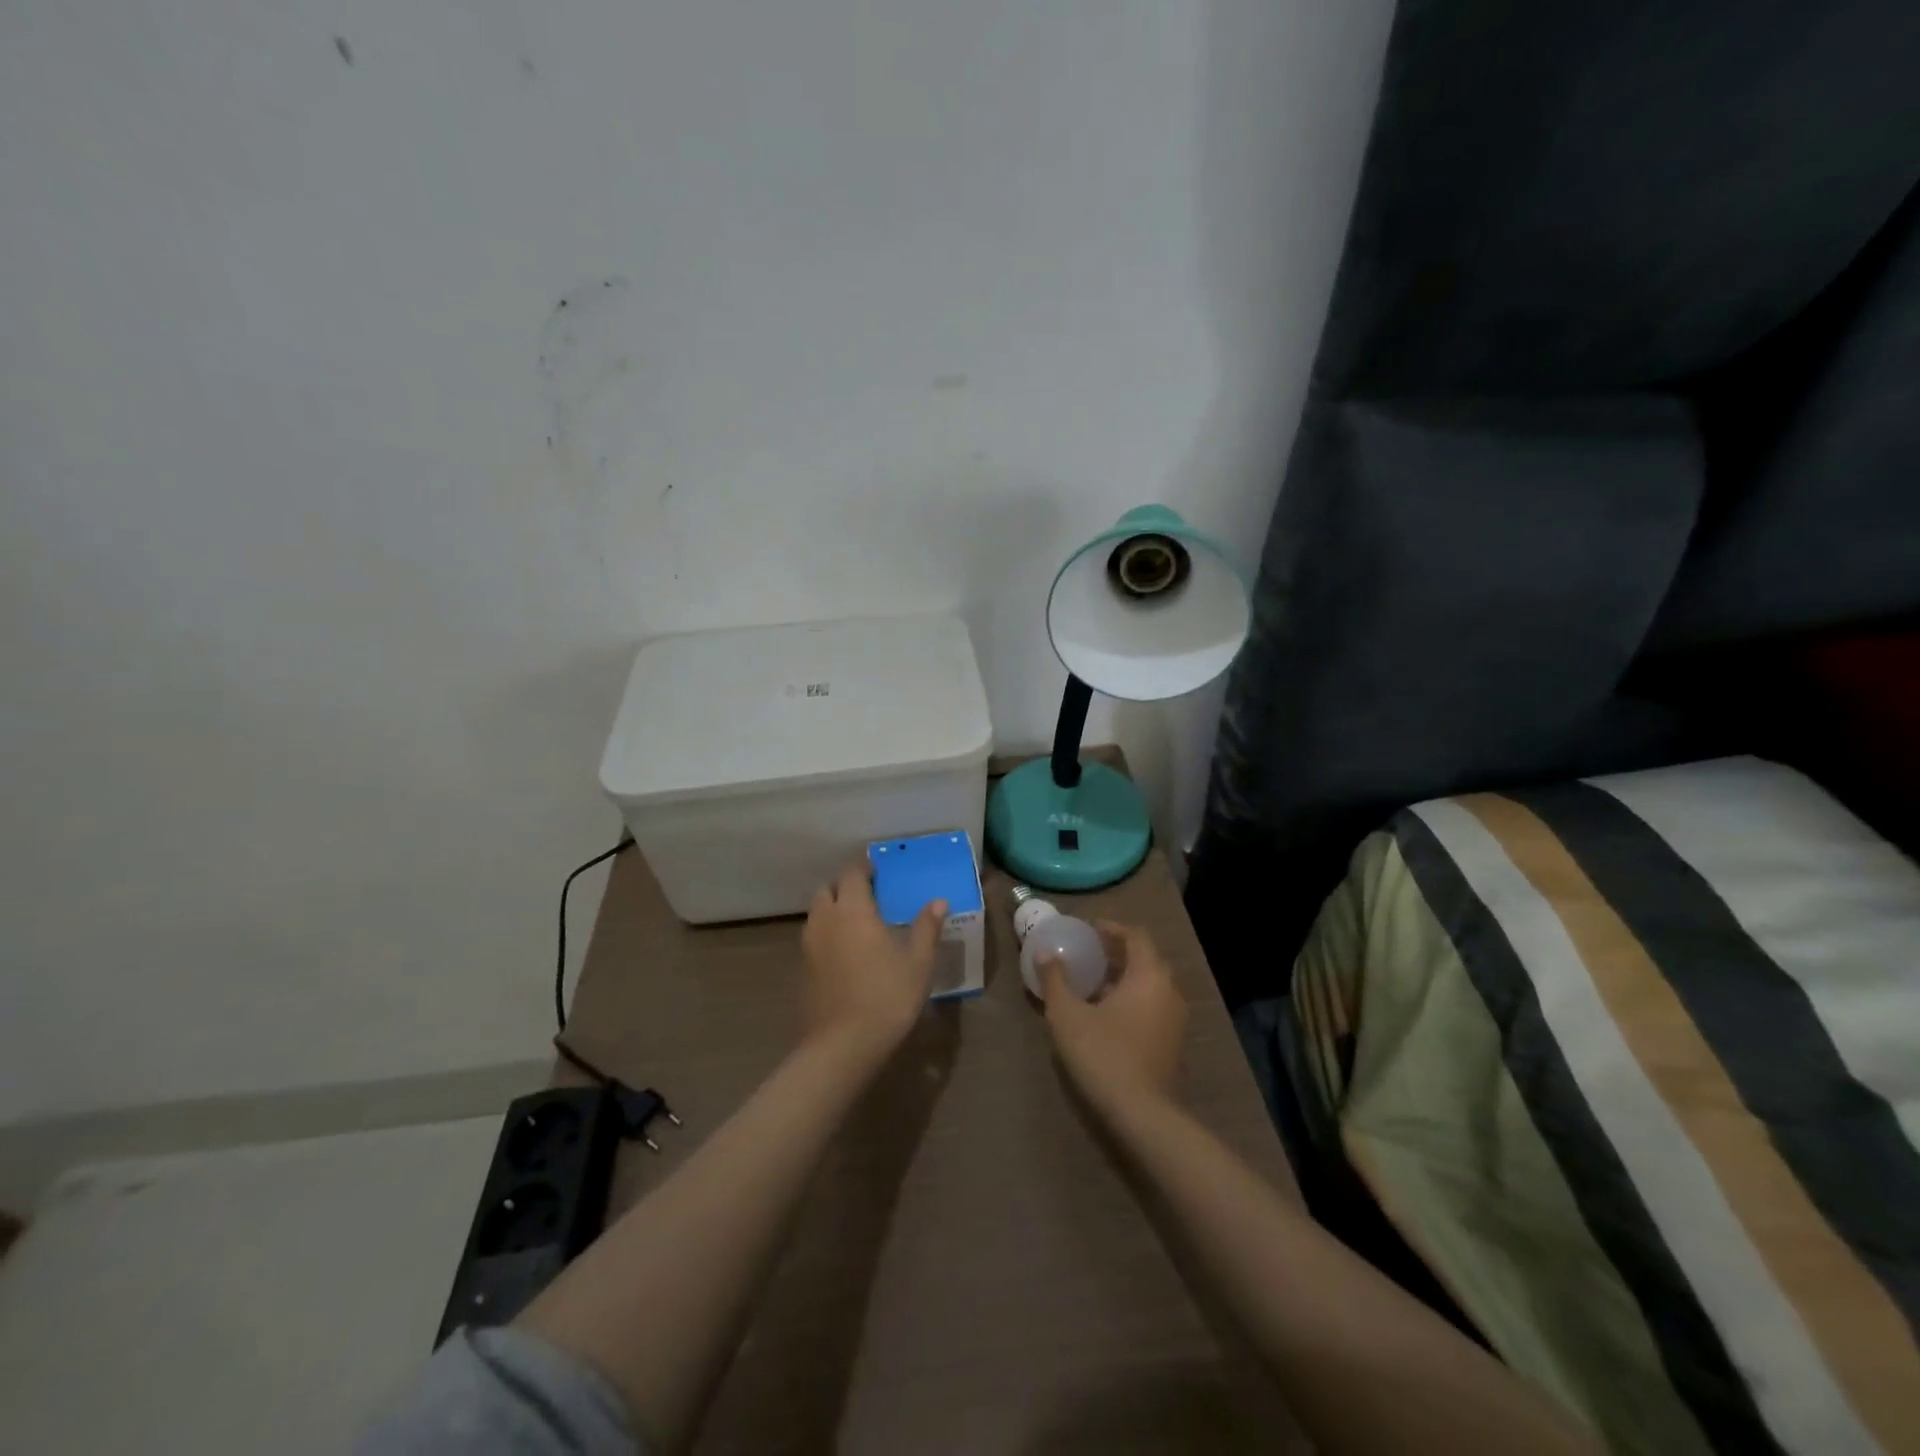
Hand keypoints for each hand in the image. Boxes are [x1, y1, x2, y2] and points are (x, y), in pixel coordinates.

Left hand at [801, 862, 945, 1062]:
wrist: (843, 1045)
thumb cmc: (887, 997)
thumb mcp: (918, 963)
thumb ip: (926, 928)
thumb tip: (938, 902)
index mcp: (853, 910)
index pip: (852, 873)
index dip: (863, 866)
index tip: (878, 866)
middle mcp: (826, 919)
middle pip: (828, 888)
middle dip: (845, 884)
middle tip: (868, 892)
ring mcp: (809, 944)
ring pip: (817, 912)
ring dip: (833, 906)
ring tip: (858, 919)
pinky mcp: (803, 967)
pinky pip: (814, 935)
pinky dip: (828, 930)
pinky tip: (846, 949)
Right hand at [1042, 921, 1187, 1115]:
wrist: (1142, 1115)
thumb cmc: (1103, 1054)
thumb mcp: (1067, 1015)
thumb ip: (1055, 979)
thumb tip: (1044, 951)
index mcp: (1148, 976)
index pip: (1135, 936)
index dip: (1111, 928)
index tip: (1087, 929)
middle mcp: (1169, 991)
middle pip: (1145, 959)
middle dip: (1117, 952)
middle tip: (1088, 953)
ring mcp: (1175, 1020)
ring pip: (1150, 985)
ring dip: (1124, 978)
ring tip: (1093, 983)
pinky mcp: (1173, 1044)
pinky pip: (1153, 1007)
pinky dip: (1132, 1000)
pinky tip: (1106, 1014)